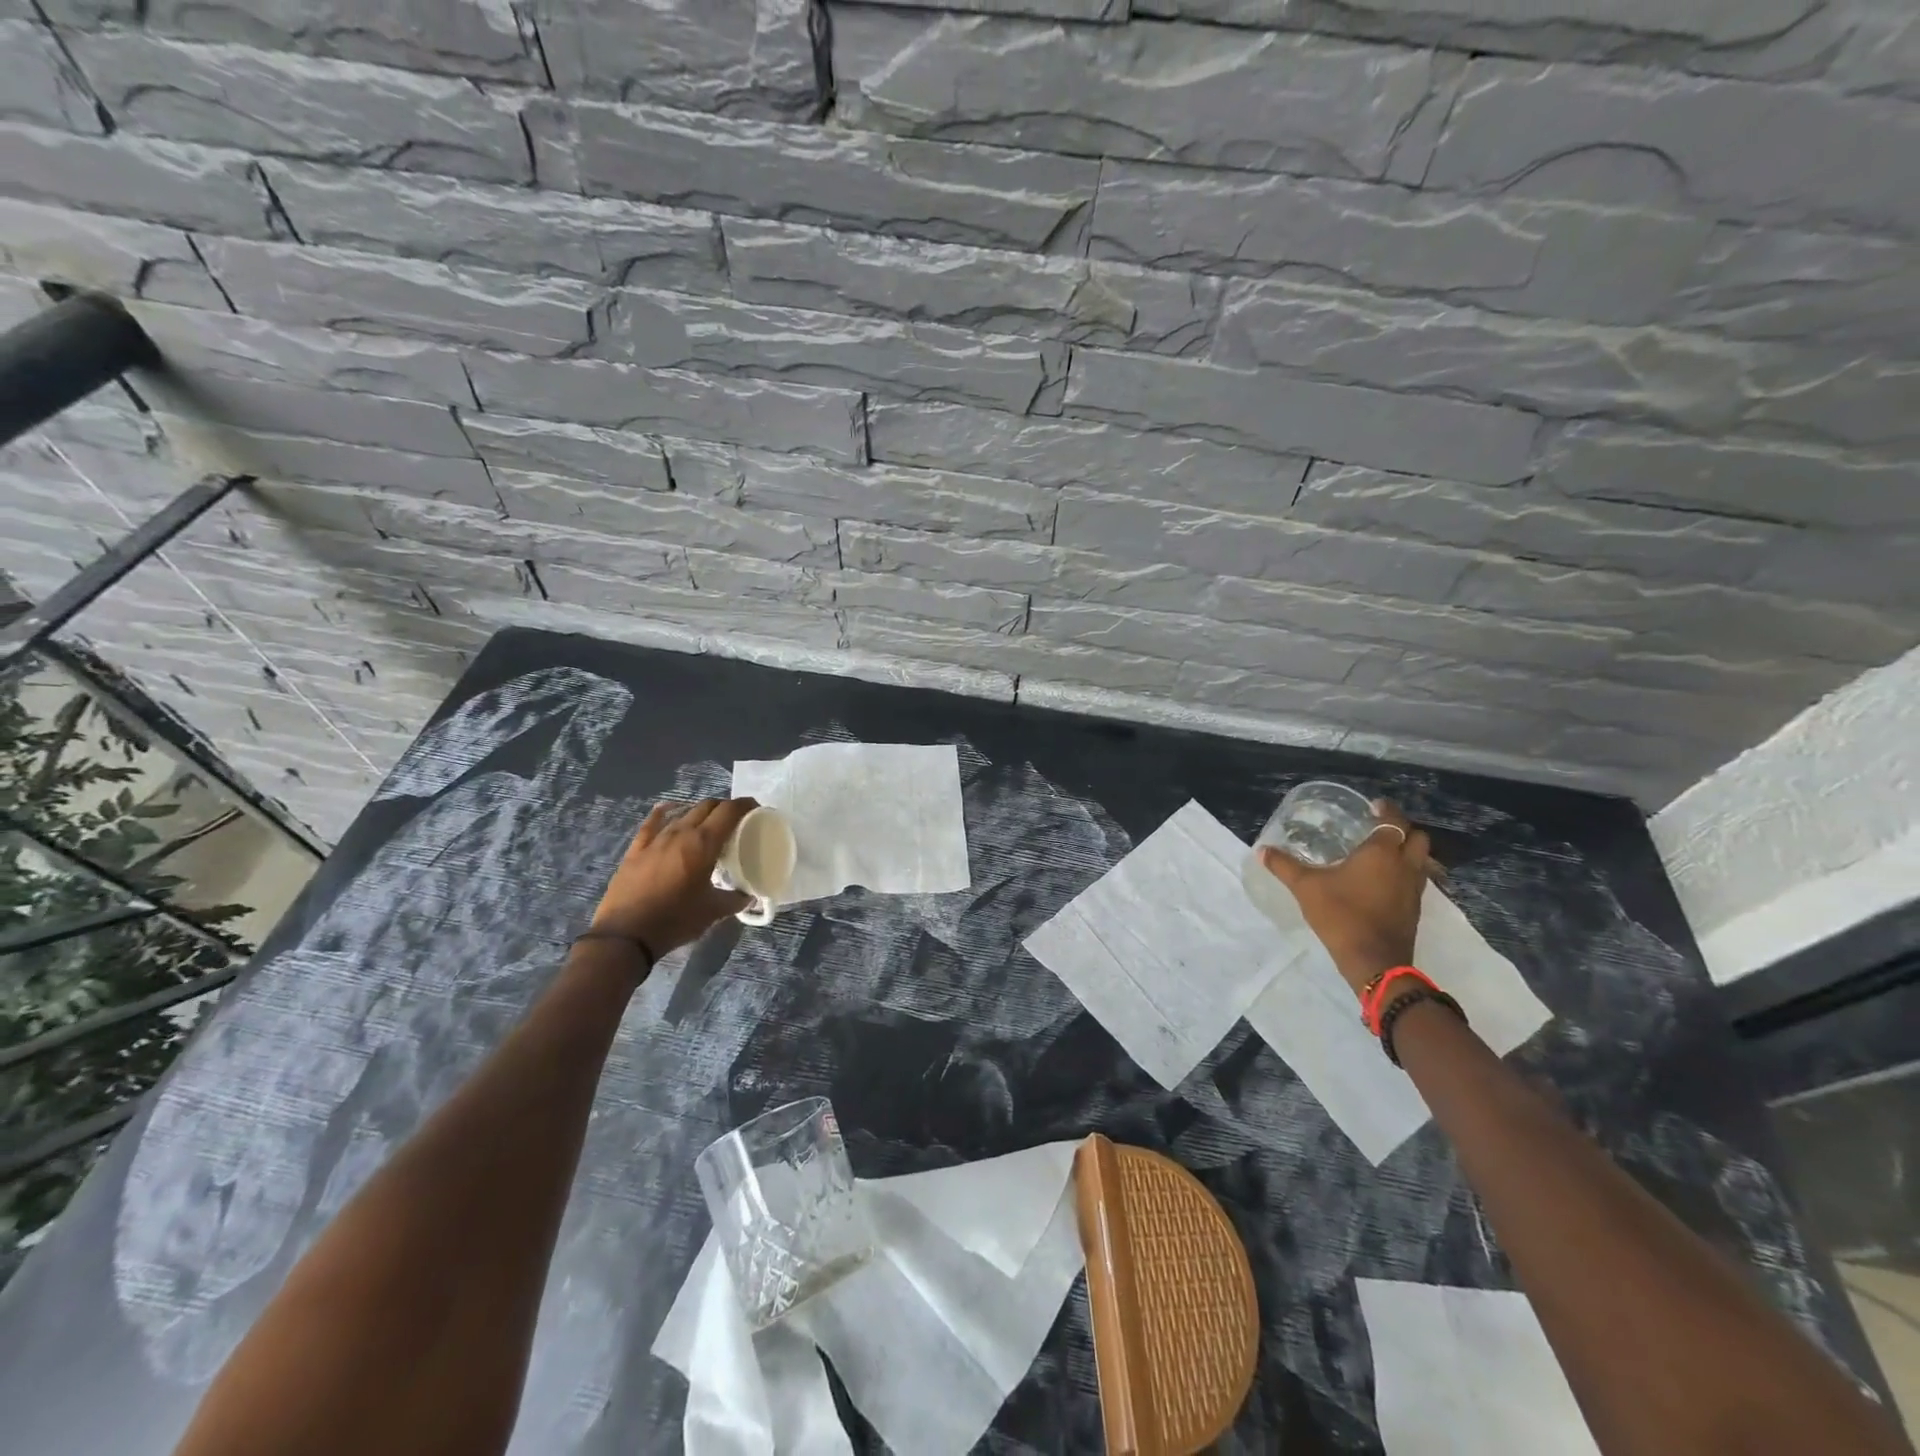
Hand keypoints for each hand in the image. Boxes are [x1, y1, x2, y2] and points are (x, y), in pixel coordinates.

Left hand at [588, 798, 756, 960]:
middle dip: (724, 807)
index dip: (745, 804)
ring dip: (700, 813)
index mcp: (704, 843)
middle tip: (736, 820)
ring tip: (709, 824)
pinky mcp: (637, 849)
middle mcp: (681, 832)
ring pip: (683, 813)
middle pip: (707, 806)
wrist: (626, 935)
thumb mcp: (713, 912)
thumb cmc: (675, 920)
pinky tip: (670, 810)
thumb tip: (749, 897)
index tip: (755, 808)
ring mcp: (656, 838)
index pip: (729, 811)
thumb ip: (735, 900)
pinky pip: (653, 822)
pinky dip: (666, 813)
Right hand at [1258, 799, 1433, 1001]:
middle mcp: (1404, 865)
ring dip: (1408, 851)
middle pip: (1417, 837)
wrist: (1374, 961)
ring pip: (1422, 859)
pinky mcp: (1415, 908)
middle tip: (1380, 828)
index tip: (1374, 805)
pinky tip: (1385, 881)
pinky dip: (1406, 872)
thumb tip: (1262, 850)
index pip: (1393, 821)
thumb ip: (1284, 866)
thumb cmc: (1341, 915)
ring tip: (1384, 853)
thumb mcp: (1306, 888)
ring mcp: (1414, 888)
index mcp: (1381, 853)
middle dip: (1403, 828)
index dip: (1386, 810)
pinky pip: (1417, 879)